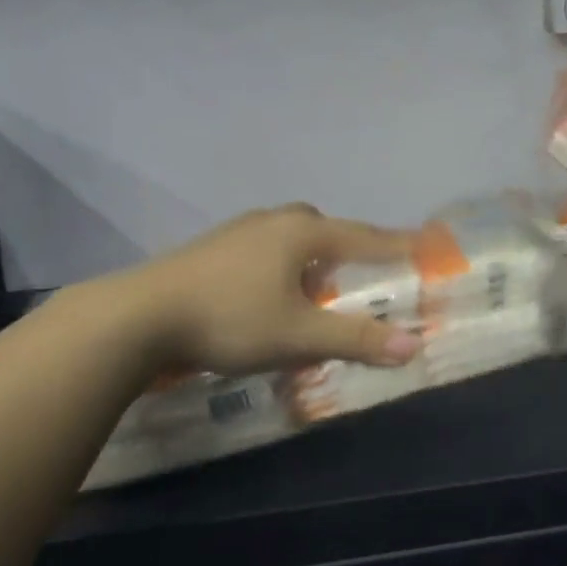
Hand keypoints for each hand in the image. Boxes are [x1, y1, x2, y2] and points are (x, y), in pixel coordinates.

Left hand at [93, 204, 421, 376]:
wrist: (139, 315)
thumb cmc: (231, 318)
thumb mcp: (299, 335)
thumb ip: (356, 339)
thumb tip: (412, 346)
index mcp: (304, 232)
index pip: (366, 236)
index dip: (398, 244)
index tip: (427, 243)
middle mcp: (276, 220)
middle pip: (328, 229)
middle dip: (351, 249)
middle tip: (365, 274)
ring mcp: (241, 229)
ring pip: (293, 237)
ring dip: (313, 258)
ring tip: (317, 289)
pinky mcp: (214, 246)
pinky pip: (266, 247)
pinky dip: (283, 264)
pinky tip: (269, 292)